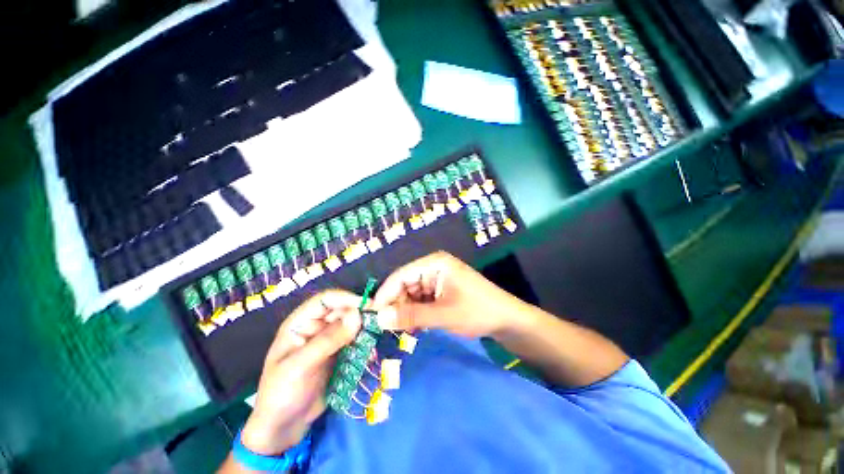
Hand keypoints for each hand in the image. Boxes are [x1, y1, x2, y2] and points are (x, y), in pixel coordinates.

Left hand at [241, 290, 361, 455]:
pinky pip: (355, 341)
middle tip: (379, 320)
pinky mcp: (338, 353)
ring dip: (365, 328)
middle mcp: (316, 326)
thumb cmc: (282, 393)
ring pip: (351, 325)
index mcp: (301, 322)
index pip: (325, 300)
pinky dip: (364, 344)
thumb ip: (329, 340)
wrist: (283, 428)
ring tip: (377, 335)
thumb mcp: (301, 366)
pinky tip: (371, 352)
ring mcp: (329, 340)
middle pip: (342, 310)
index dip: (346, 298)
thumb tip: (357, 314)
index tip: (368, 304)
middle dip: (360, 313)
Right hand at [373, 252, 523, 337]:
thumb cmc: (477, 311)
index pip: (401, 275)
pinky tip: (416, 326)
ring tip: (404, 330)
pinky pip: (420, 300)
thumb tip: (379, 318)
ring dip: (406, 311)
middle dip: (396, 305)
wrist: (506, 320)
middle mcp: (433, 267)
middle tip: (389, 328)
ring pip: (411, 294)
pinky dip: (416, 313)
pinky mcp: (440, 290)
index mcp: (434, 263)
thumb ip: (410, 316)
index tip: (372, 315)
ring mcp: (436, 279)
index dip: (385, 294)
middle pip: (404, 284)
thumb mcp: (442, 314)